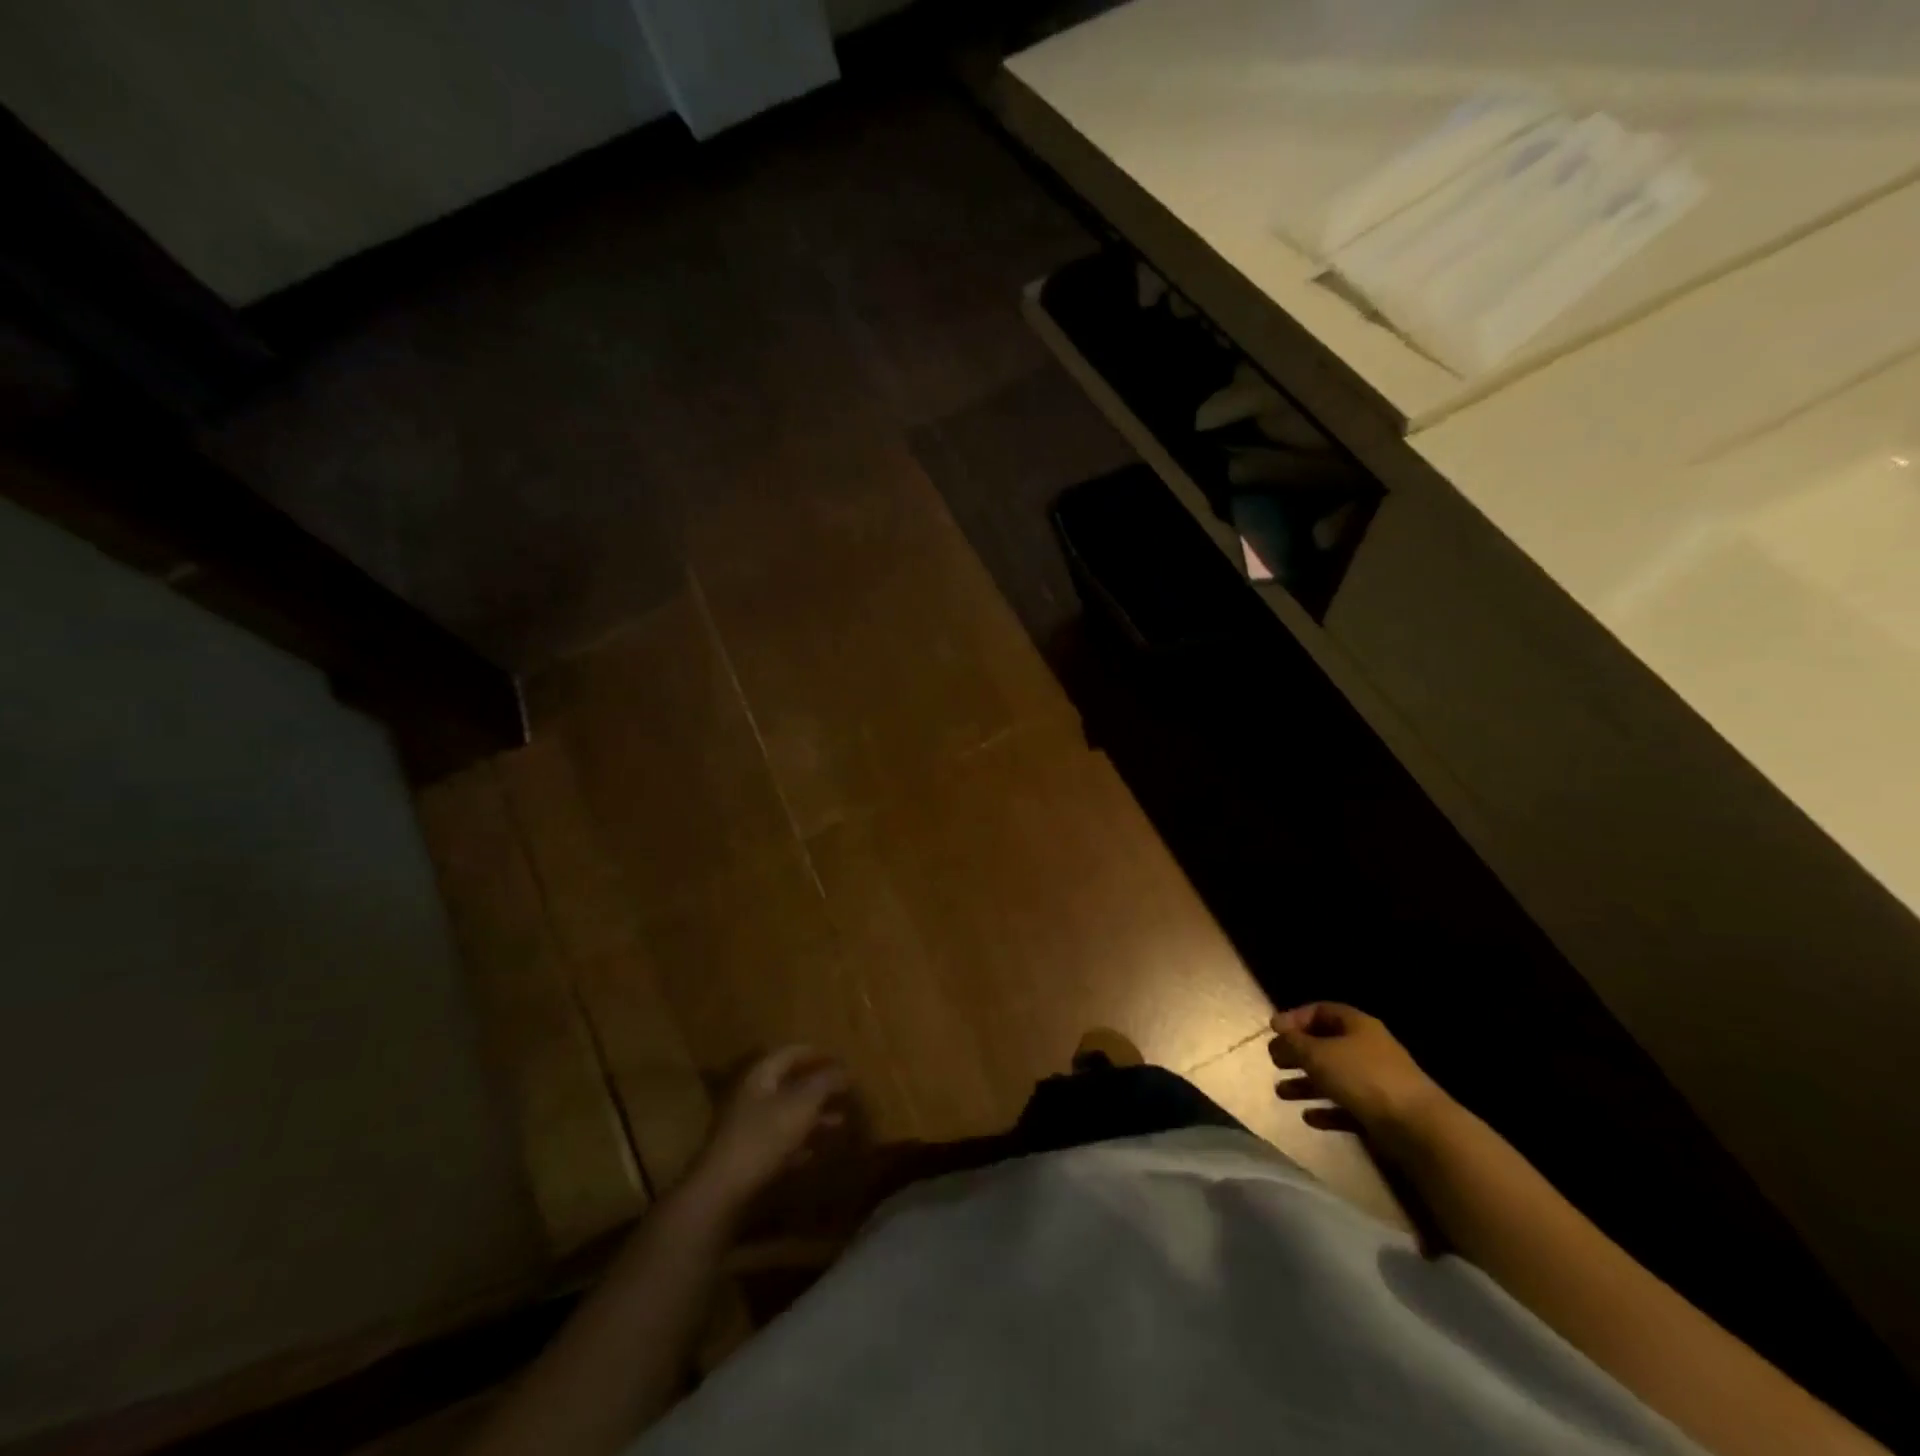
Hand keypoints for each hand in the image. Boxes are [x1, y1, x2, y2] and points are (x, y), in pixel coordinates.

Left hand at [683, 1046, 849, 1218]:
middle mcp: (752, 1096)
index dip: (816, 1053)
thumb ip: (824, 1083)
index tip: (840, 1059)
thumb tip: (844, 1069)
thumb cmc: (765, 1136)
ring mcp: (747, 1127)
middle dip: (818, 1087)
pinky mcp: (747, 1157)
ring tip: (840, 1122)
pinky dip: (798, 1142)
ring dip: (813, 1116)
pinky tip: (814, 1152)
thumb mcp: (802, 1104)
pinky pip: (779, 1142)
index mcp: (761, 1076)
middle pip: (789, 1083)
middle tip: (844, 1090)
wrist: (723, 1189)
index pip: (790, 1052)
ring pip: (786, 1113)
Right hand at [1269, 1003, 1449, 1135]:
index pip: (1320, 1011)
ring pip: (1333, 1077)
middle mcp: (1367, 1049)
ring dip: (1306, 1084)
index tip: (1273, 1031)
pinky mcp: (1380, 1113)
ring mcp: (1375, 1082)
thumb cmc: (1363, 1077)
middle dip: (1297, 1053)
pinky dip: (1326, 1110)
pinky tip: (1309, 1118)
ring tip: (1281, 1093)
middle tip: (1274, 1061)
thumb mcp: (1317, 1053)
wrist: (1418, 1127)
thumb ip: (1292, 1044)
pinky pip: (1346, 1107)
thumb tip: (1277, 1040)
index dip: (1295, 1018)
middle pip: (1325, 1045)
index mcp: (1356, 1025)